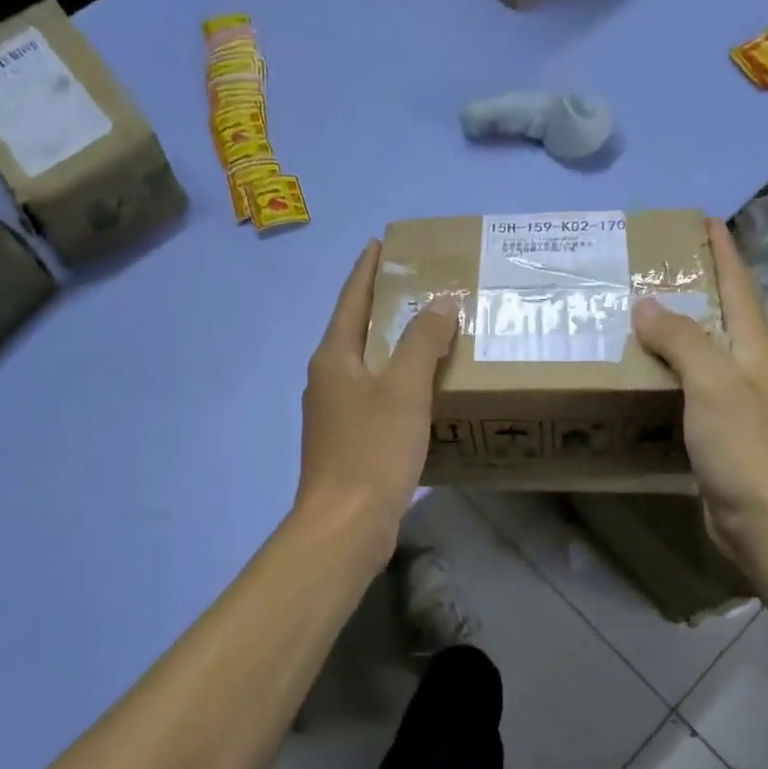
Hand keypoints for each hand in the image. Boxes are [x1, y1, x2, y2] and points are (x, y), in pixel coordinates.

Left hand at [295, 241, 458, 551]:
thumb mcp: (404, 389)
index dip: (366, 270)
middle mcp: (327, 379)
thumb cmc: (372, 449)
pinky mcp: (348, 441)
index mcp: (333, 357)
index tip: (380, 243)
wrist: (346, 524)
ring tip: (429, 331)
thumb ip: (423, 342)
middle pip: (357, 330)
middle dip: (384, 306)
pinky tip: (423, 389)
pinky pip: (375, 395)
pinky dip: (398, 381)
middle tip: (419, 285)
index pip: (351, 300)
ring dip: (394, 345)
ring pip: (367, 365)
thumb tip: (440, 303)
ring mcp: (334, 413)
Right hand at [633, 218, 767, 564]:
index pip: (737, 282)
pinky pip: (684, 383)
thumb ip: (681, 339)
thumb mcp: (713, 382)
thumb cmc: (745, 445)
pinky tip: (635, 370)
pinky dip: (661, 368)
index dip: (721, 248)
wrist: (765, 519)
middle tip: (644, 265)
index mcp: (753, 344)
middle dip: (689, 282)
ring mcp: (731, 397)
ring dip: (670, 327)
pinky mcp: (714, 427)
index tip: (698, 219)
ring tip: (629, 311)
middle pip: (718, 311)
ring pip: (698, 348)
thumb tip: (646, 303)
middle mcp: (745, 364)